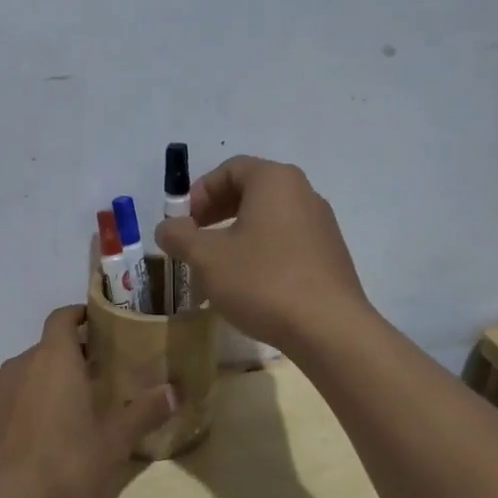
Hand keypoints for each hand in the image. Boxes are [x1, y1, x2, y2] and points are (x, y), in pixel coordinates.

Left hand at [0, 305, 176, 497]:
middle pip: (48, 347)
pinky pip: (15, 399)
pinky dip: (32, 404)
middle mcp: (22, 365)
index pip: (62, 317)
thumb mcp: (114, 440)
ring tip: (78, 406)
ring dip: (52, 381)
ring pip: (30, 374)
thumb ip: (144, 412)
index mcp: (54, 358)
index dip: (80, 314)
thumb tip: (174, 392)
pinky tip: (48, 436)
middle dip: (73, 354)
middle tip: (102, 373)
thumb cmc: (65, 461)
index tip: (100, 323)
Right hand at [155, 155, 369, 355]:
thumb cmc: (262, 280)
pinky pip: (287, 242)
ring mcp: (322, 225)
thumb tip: (167, 227)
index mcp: (275, 180)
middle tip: (194, 241)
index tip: (182, 222)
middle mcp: (303, 193)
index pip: (230, 169)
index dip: (199, 192)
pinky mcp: (330, 255)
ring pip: (268, 219)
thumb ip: (180, 236)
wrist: (327, 328)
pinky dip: (261, 252)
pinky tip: (249, 285)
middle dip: (216, 213)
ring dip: (237, 236)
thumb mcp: (207, 258)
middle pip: (251, 191)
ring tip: (217, 267)